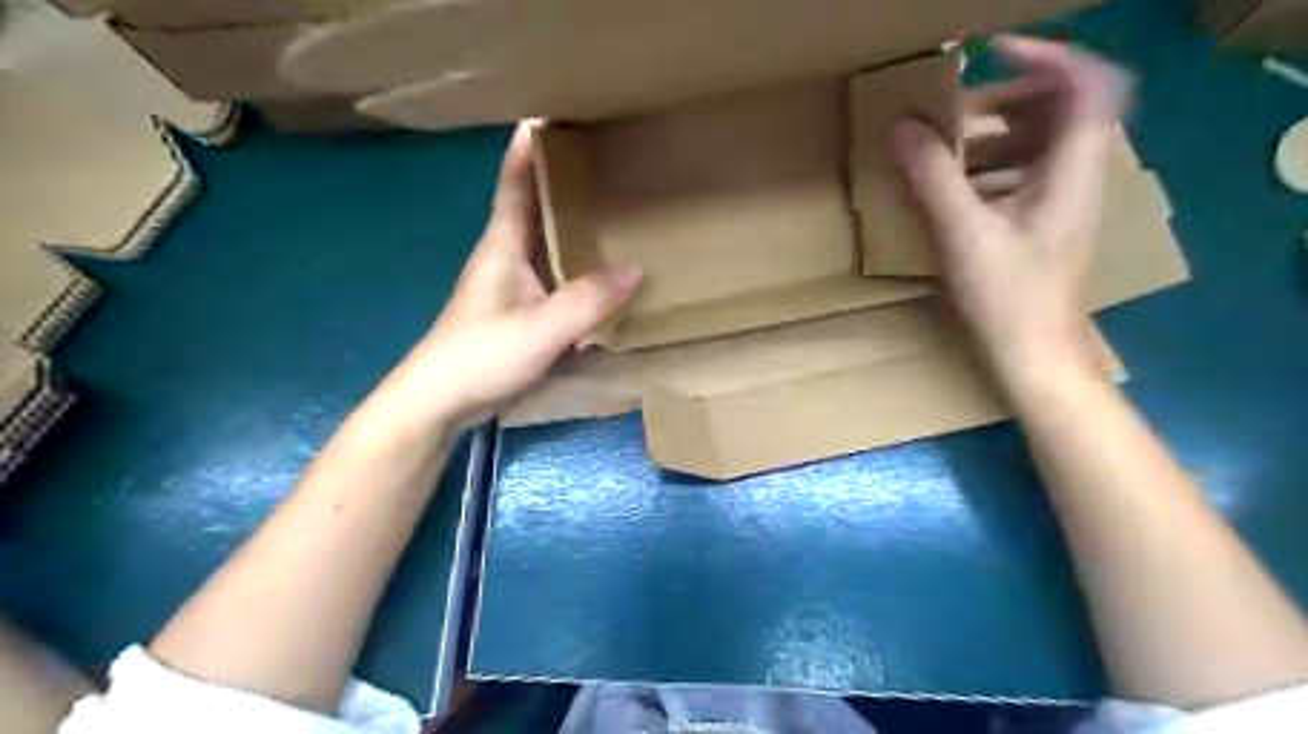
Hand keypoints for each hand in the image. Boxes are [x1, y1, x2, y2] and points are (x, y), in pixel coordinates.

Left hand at [380, 121, 641, 431]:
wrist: (440, 402)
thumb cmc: (481, 355)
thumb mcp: (541, 328)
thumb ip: (588, 301)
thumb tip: (636, 269)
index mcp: (502, 245)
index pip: (515, 182)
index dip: (529, 147)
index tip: (553, 114)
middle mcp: (505, 257)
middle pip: (535, 207)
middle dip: (563, 182)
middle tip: (604, 162)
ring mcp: (511, 287)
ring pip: (546, 244)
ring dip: (571, 226)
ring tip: (612, 211)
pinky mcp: (519, 313)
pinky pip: (553, 278)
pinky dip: (574, 267)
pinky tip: (599, 273)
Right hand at [896, 33, 1129, 382]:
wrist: (1034, 353)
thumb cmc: (1008, 297)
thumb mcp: (963, 234)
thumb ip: (933, 177)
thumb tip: (903, 127)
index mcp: (1073, 169)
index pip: (1089, 83)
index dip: (1047, 55)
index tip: (991, 54)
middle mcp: (1078, 176)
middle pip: (1063, 107)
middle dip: (1008, 96)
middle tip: (957, 105)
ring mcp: (1064, 200)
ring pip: (1041, 141)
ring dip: (995, 132)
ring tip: (947, 143)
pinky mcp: (1045, 222)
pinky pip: (1025, 172)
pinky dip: (991, 166)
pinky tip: (955, 187)